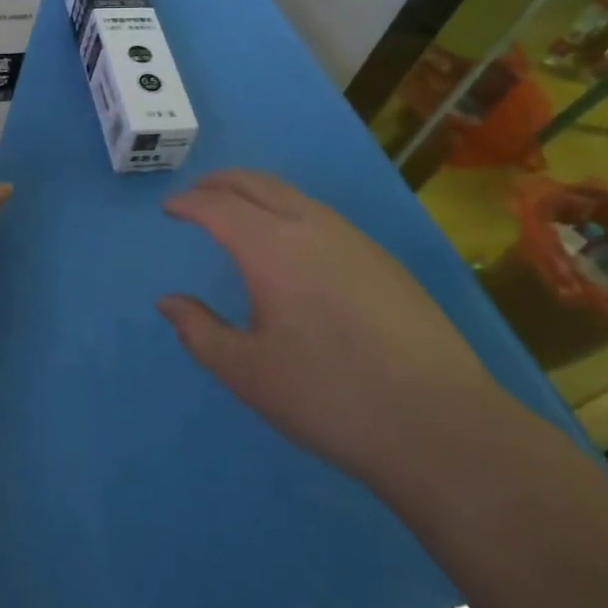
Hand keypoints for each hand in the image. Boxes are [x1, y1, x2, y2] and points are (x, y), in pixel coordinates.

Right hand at [158, 169, 509, 482]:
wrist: (439, 424)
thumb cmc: (328, 396)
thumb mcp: (247, 372)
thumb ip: (199, 331)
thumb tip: (168, 302)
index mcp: (271, 247)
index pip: (218, 206)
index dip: (188, 203)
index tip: (169, 208)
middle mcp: (310, 226)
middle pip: (256, 183)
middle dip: (220, 182)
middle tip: (197, 193)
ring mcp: (353, 239)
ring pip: (293, 194)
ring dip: (256, 192)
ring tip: (239, 211)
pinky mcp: (383, 259)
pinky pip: (321, 215)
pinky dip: (289, 210)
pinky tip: (293, 245)